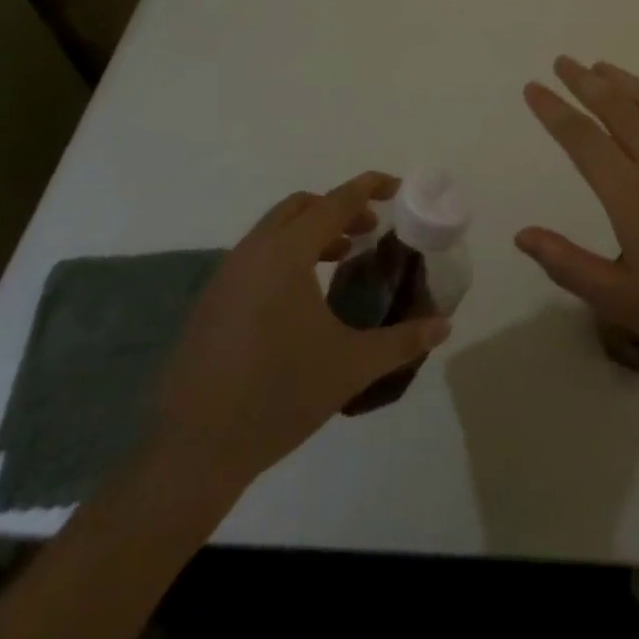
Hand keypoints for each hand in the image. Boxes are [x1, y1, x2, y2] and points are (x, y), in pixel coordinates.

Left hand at [148, 172, 451, 493]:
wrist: (194, 451)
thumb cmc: (279, 396)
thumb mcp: (350, 367)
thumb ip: (401, 341)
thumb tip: (444, 326)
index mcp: (286, 255)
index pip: (336, 202)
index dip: (369, 187)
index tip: (396, 186)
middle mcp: (253, 252)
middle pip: (300, 206)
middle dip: (338, 208)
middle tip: (369, 229)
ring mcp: (225, 276)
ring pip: (273, 230)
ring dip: (311, 232)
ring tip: (341, 258)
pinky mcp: (210, 302)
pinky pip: (255, 256)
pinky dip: (285, 254)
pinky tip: (300, 297)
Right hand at [516, 57, 638, 383]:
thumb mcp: (620, 301)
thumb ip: (567, 264)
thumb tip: (522, 234)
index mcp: (629, 192)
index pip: (580, 137)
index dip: (553, 109)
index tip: (533, 87)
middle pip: (615, 105)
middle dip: (584, 80)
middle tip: (564, 62)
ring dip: (625, 80)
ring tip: (603, 68)